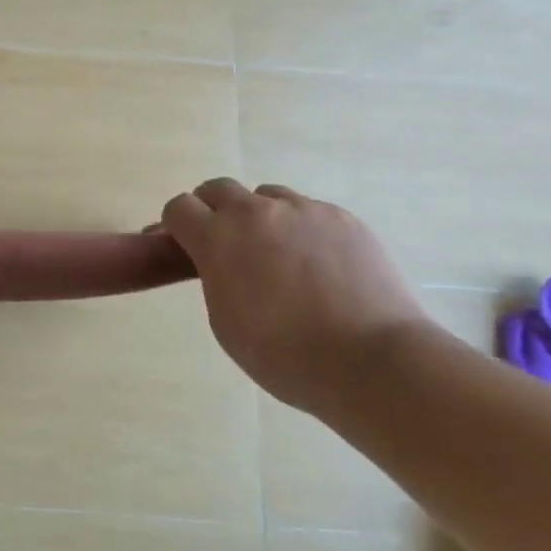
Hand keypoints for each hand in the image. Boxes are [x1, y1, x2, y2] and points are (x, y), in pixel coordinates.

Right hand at [161, 177, 432, 415]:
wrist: (374, 362)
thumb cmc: (286, 356)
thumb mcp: (225, 323)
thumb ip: (214, 278)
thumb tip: (218, 260)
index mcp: (217, 238)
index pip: (179, 207)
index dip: (177, 226)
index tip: (185, 246)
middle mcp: (255, 212)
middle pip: (218, 189)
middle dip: (213, 211)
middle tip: (227, 245)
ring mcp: (302, 209)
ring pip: (266, 197)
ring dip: (261, 217)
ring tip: (280, 256)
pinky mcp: (341, 216)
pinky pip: (309, 211)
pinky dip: (303, 230)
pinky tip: (321, 265)